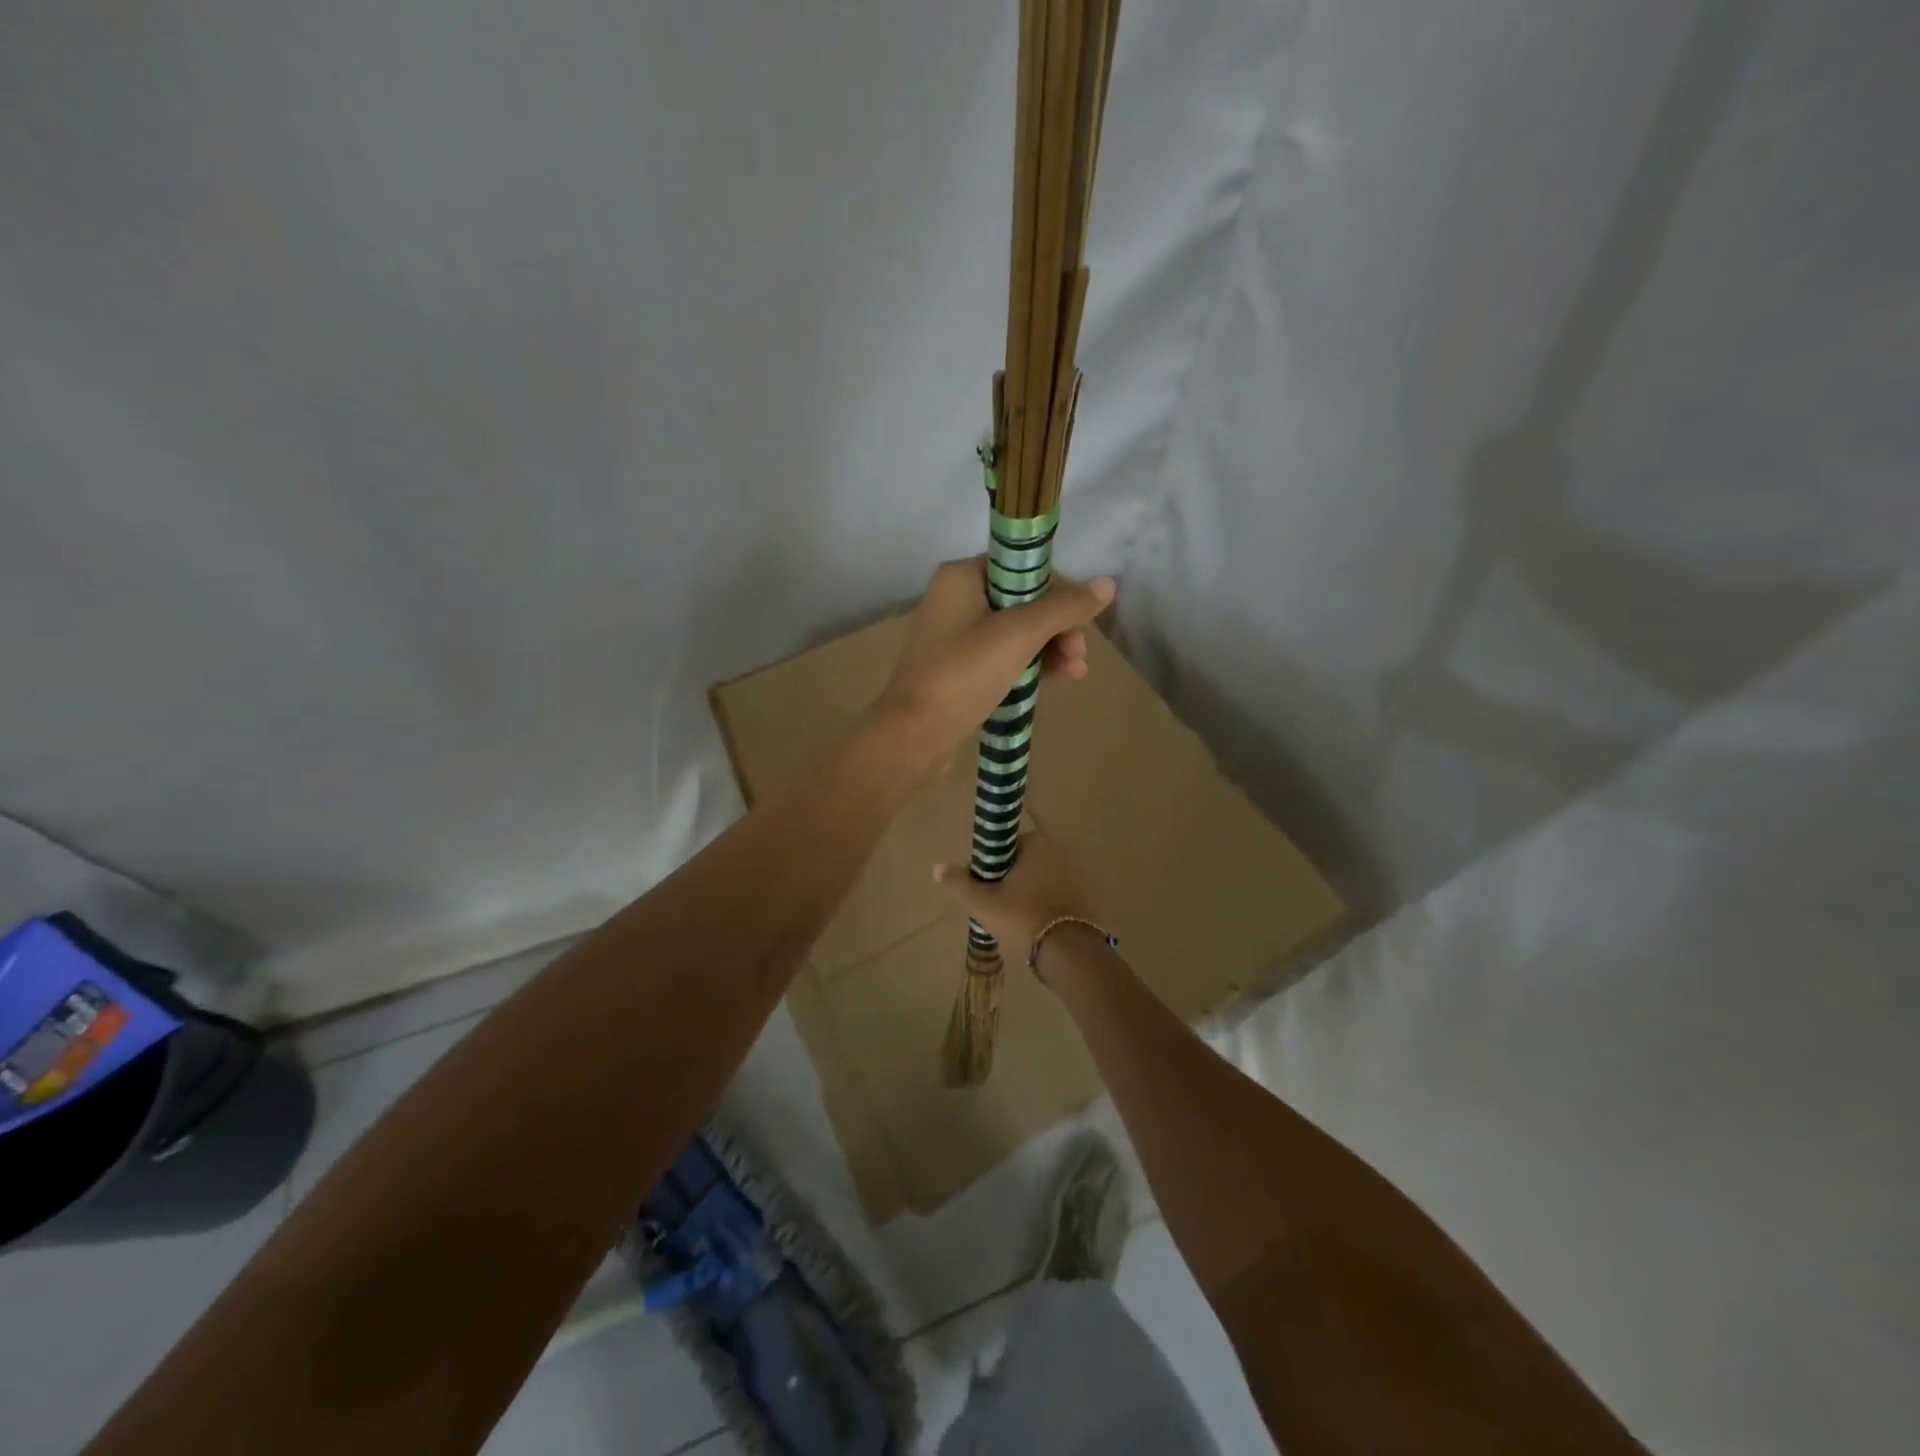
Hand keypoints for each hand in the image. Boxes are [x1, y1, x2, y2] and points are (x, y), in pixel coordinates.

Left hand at [876, 557, 1114, 767]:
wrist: (915, 733)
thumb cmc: (964, 673)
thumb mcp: (1019, 635)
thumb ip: (1064, 607)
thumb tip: (1106, 584)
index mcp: (962, 576)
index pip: (1023, 567)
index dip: (1059, 592)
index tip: (1080, 622)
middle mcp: (957, 598)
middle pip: (1024, 600)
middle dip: (1058, 626)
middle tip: (1078, 655)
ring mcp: (957, 635)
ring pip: (1017, 631)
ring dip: (1051, 648)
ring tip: (1075, 672)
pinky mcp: (960, 667)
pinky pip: (1004, 656)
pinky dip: (1031, 664)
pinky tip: (1058, 680)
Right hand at [933, 832, 1098, 964]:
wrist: (1071, 955)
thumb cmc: (1023, 920)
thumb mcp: (983, 904)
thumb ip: (960, 883)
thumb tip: (938, 868)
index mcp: (1037, 844)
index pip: (1005, 847)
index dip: (991, 868)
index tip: (985, 890)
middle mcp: (1061, 852)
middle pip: (1024, 864)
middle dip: (1011, 883)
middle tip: (999, 910)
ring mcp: (1079, 874)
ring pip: (1042, 882)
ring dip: (1029, 896)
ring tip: (1017, 924)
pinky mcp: (1089, 898)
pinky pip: (1059, 897)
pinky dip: (1047, 907)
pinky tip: (1038, 930)